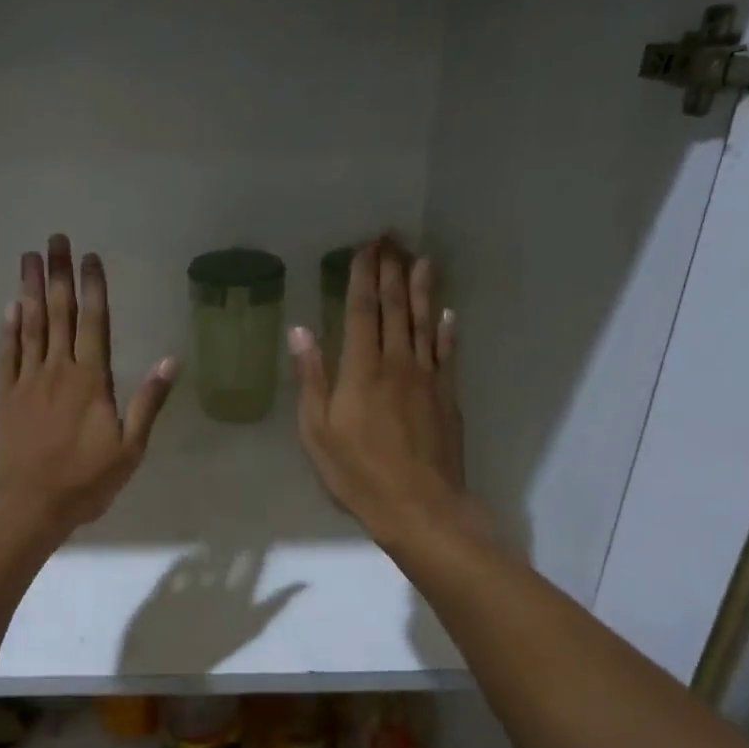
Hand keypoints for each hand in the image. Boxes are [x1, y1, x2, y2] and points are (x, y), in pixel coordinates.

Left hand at [0, 234, 177, 534]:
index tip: (89, 257)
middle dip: (58, 274)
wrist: (28, 507)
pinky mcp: (4, 397)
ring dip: (29, 290)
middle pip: (58, 313)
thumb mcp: (130, 448)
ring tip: (29, 257)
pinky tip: (9, 307)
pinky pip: (6, 354)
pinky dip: (8, 329)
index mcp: (91, 380)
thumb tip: (171, 359)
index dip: (93, 288)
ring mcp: (27, 381)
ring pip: (29, 326)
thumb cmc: (85, 482)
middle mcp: (57, 370)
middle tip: (54, 239)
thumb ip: (148, 401)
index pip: (94, 323)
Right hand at [290, 240, 479, 548]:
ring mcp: (427, 378)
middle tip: (392, 239)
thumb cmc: (358, 474)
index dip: (363, 277)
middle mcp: (397, 364)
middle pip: (395, 309)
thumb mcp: (317, 432)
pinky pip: (447, 353)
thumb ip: (311, 379)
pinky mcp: (446, 397)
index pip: (363, 311)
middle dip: (392, 271)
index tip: (365, 248)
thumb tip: (301, 330)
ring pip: (424, 323)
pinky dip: (445, 330)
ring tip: (421, 259)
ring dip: (422, 289)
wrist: (420, 507)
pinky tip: (446, 312)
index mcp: (361, 371)